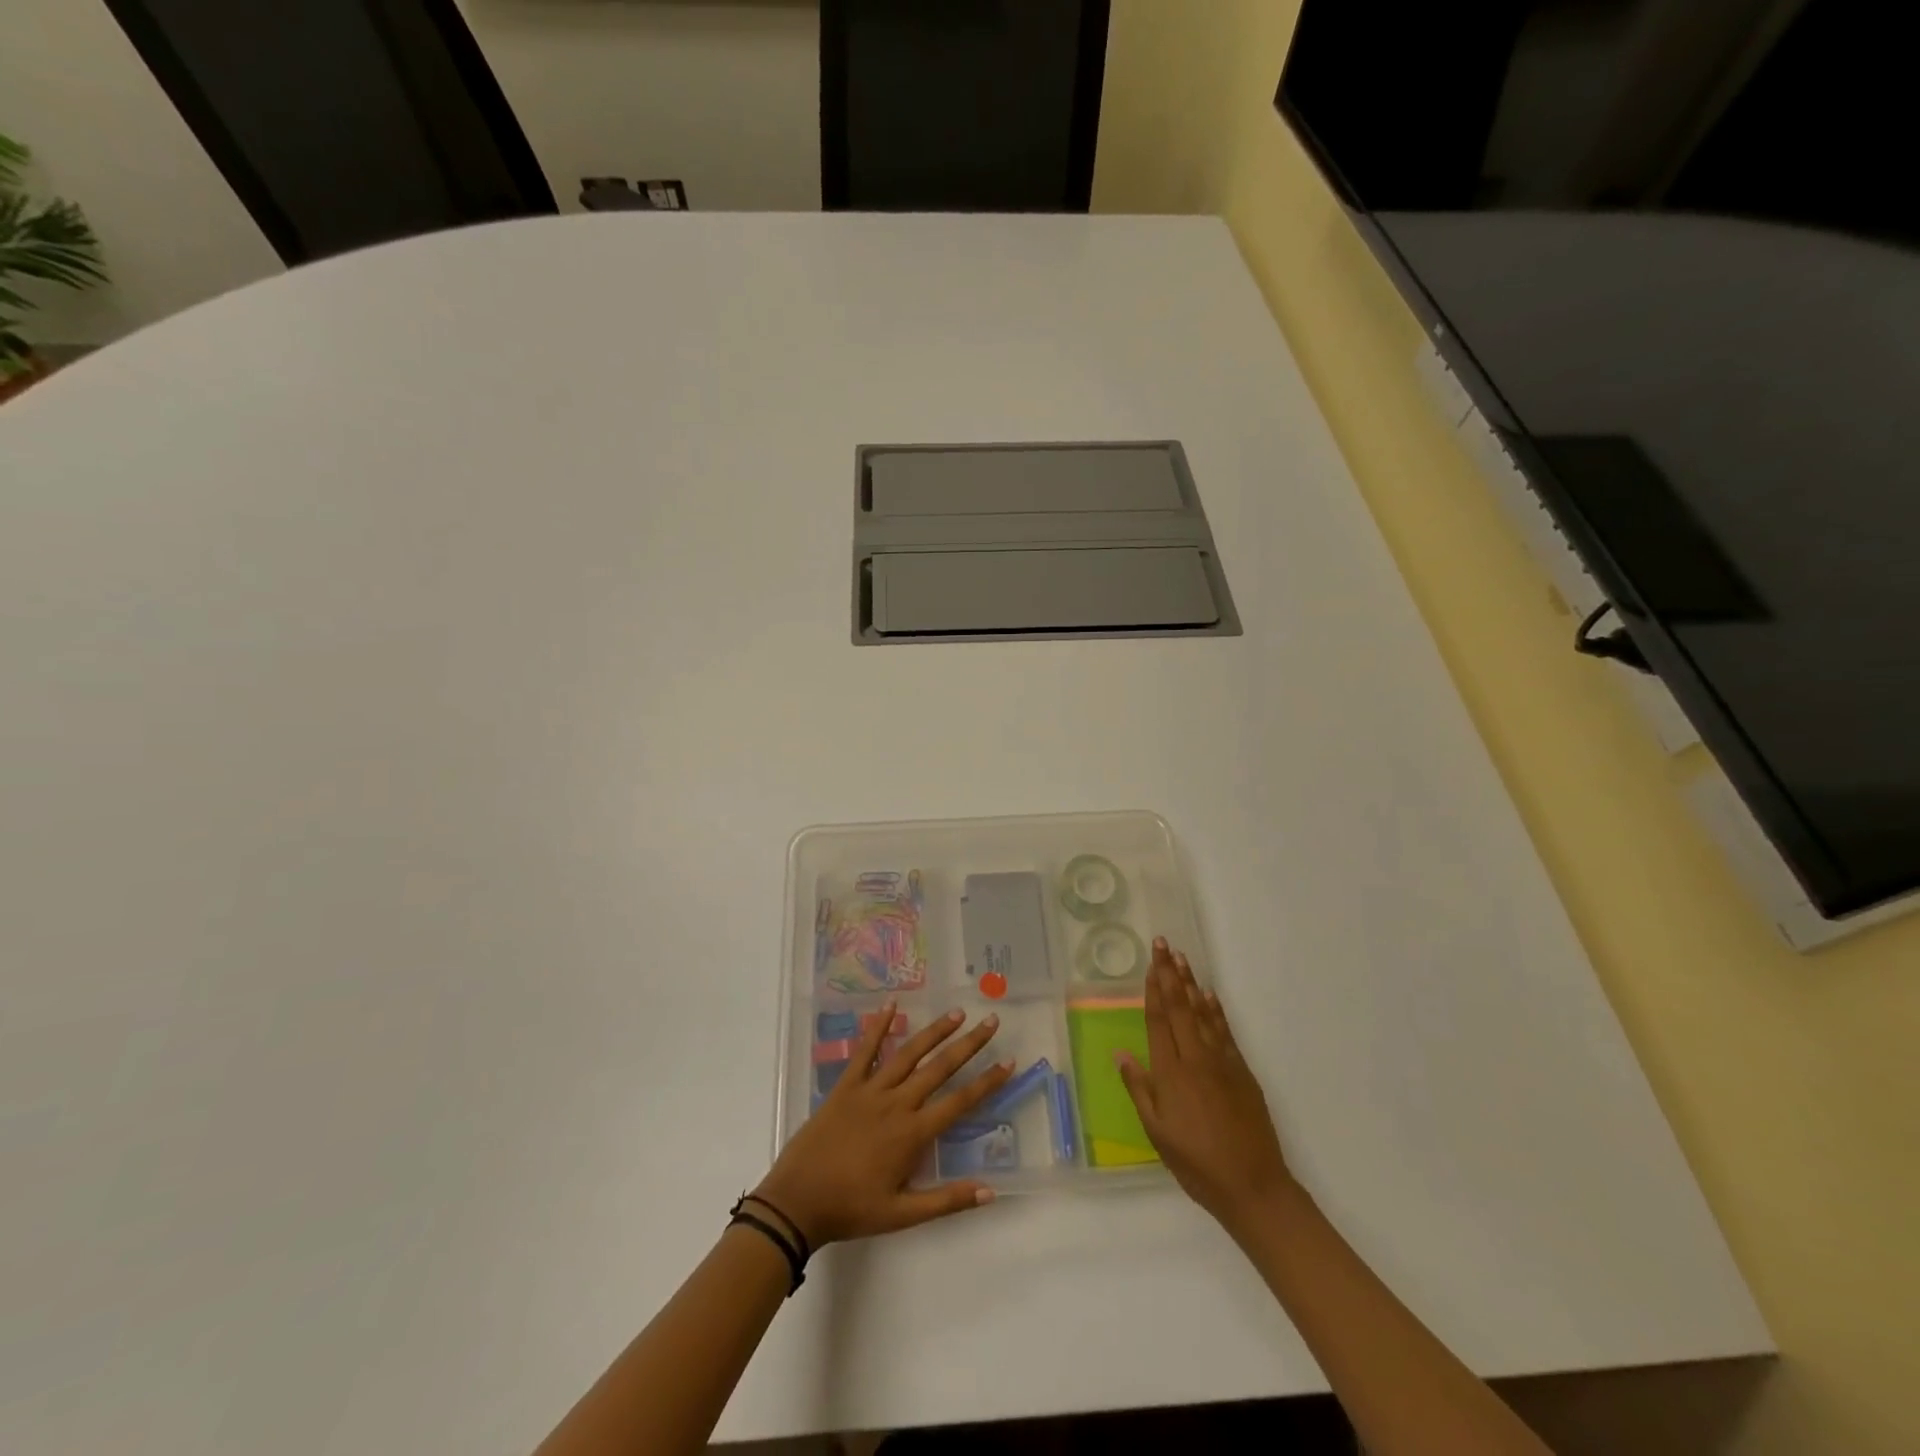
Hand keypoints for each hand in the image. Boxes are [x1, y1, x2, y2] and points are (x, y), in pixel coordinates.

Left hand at [753, 1004, 1012, 1246]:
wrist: (797, 1201)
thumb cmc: (851, 1209)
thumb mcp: (902, 1215)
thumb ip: (947, 1200)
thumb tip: (990, 1192)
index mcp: (912, 1134)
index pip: (959, 1102)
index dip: (986, 1082)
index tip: (1008, 1062)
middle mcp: (896, 1104)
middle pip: (939, 1068)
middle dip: (968, 1044)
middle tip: (990, 1022)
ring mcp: (870, 1090)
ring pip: (909, 1053)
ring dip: (934, 1032)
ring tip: (956, 1013)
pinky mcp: (846, 1085)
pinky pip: (865, 1050)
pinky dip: (878, 1026)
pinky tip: (891, 1005)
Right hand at [1117, 939, 1293, 1232]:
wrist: (1253, 1186)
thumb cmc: (1196, 1164)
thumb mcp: (1157, 1133)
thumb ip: (1139, 1089)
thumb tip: (1121, 1053)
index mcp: (1171, 1073)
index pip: (1158, 1020)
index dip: (1153, 988)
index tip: (1150, 962)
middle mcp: (1195, 1058)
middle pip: (1180, 1007)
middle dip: (1170, 973)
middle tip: (1163, 944)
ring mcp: (1222, 1062)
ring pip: (1202, 1013)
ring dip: (1191, 983)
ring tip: (1182, 958)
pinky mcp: (1242, 1071)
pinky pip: (1225, 1031)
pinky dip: (1215, 1010)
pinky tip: (1208, 995)